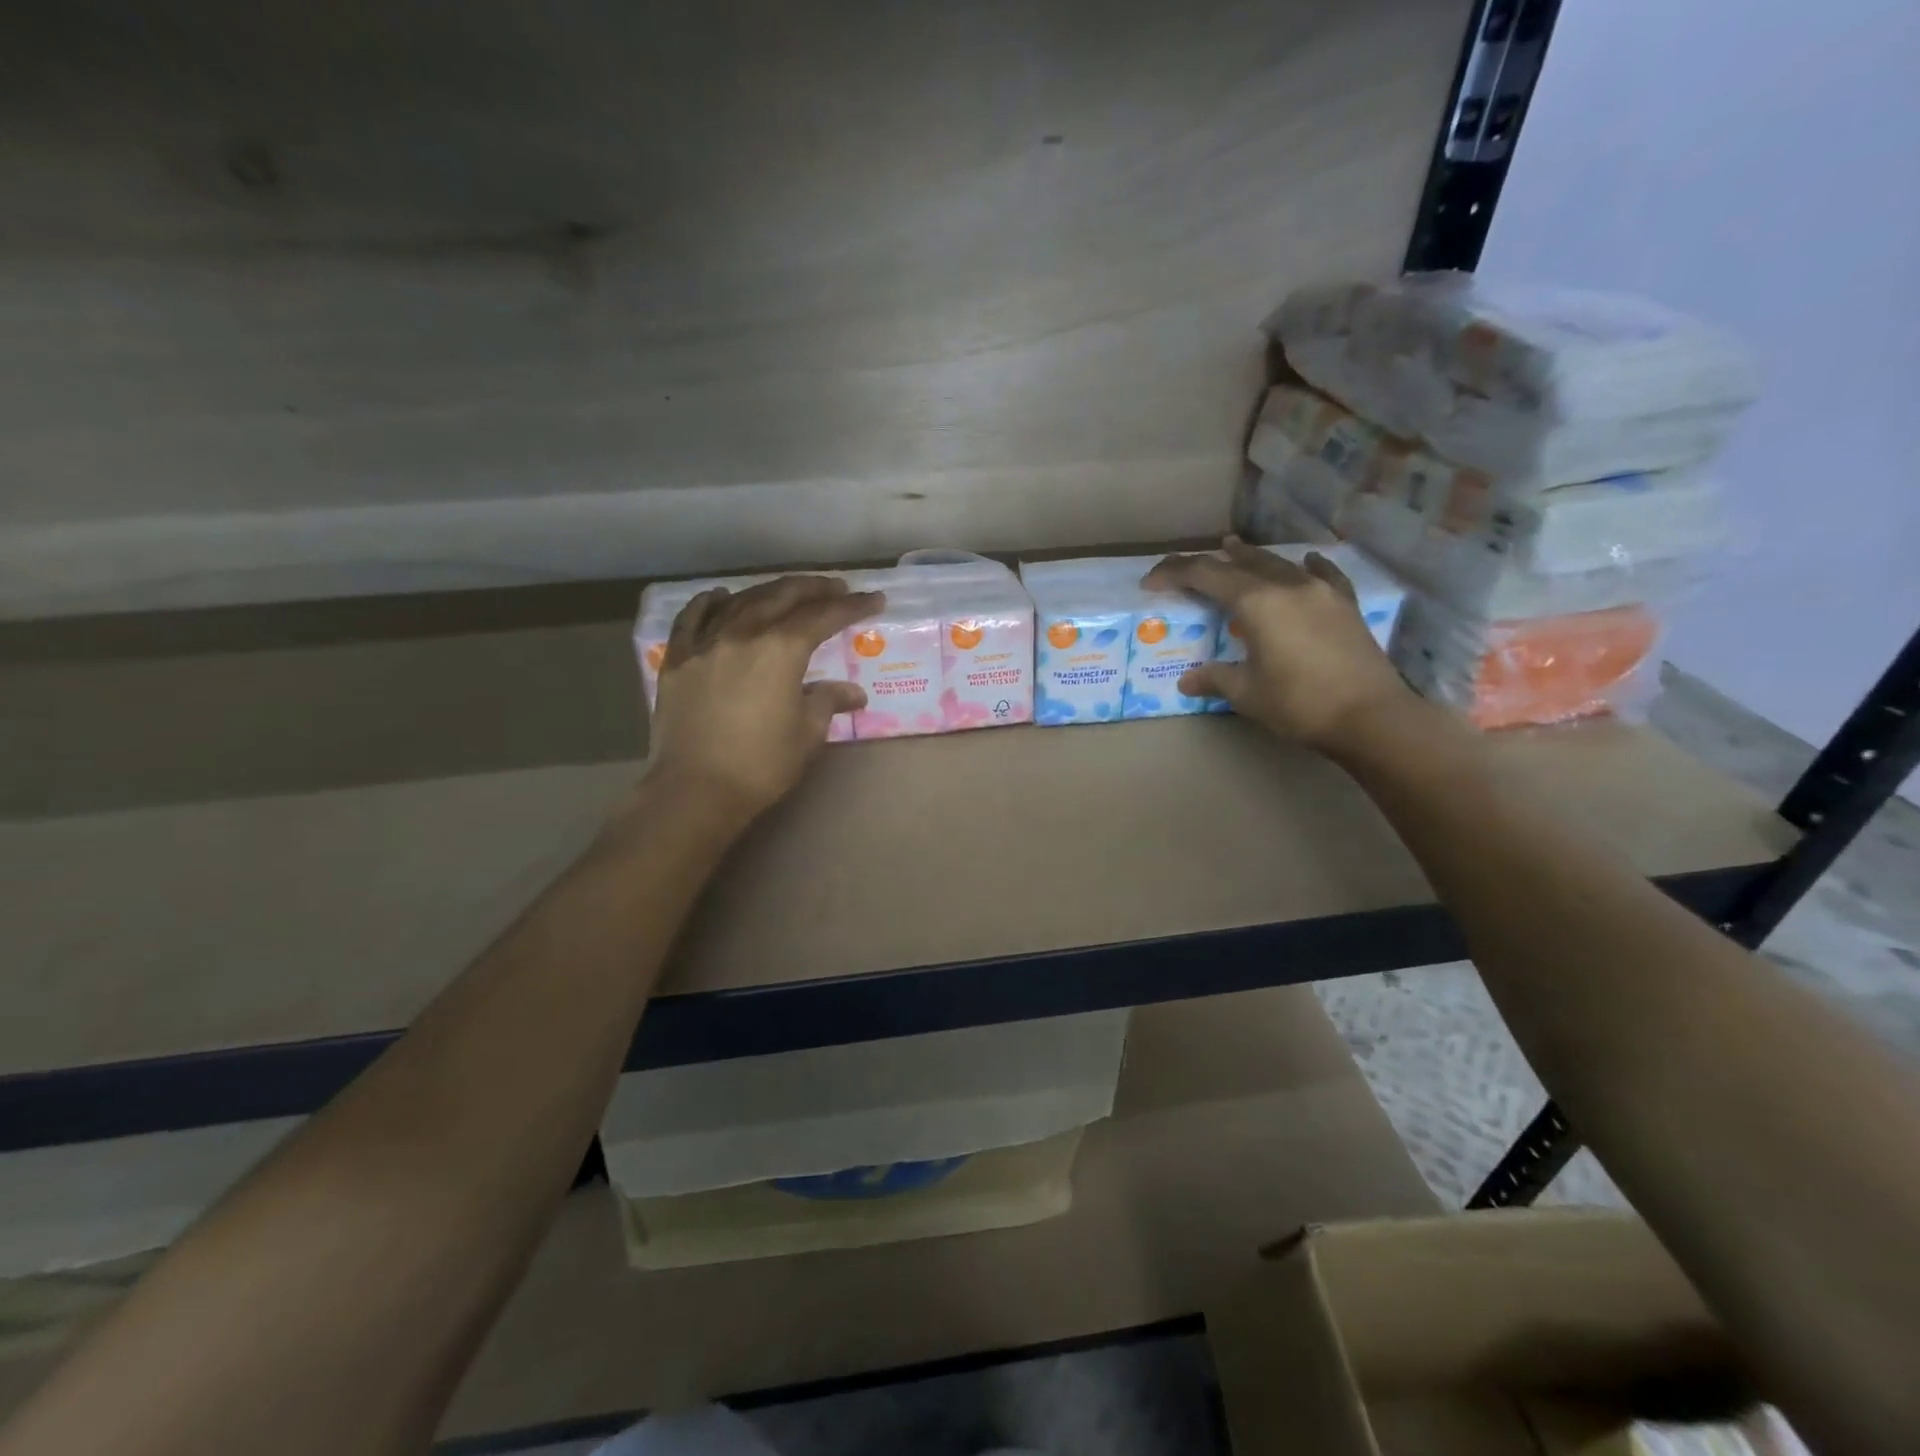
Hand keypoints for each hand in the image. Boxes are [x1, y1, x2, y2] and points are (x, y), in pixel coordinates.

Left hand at [646, 575, 882, 820]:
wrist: (695, 790)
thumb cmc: (762, 765)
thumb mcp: (808, 733)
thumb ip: (828, 701)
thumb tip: (853, 692)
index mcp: (781, 649)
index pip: (824, 616)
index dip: (853, 607)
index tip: (875, 600)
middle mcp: (743, 633)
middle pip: (783, 596)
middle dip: (815, 589)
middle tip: (838, 588)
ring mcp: (705, 642)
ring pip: (742, 601)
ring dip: (771, 591)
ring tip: (790, 592)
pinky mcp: (678, 658)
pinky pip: (693, 617)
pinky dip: (712, 602)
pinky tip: (724, 597)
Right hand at [1144, 537, 1414, 751]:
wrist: (1371, 717)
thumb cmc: (1300, 704)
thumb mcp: (1247, 694)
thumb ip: (1215, 679)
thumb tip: (1187, 681)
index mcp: (1257, 603)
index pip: (1205, 575)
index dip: (1174, 573)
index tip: (1151, 582)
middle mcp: (1288, 586)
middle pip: (1241, 563)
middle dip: (1209, 563)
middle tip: (1186, 568)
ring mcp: (1321, 592)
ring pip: (1278, 563)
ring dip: (1251, 558)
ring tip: (1233, 550)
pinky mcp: (1345, 605)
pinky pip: (1323, 574)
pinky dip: (1306, 567)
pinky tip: (1307, 561)